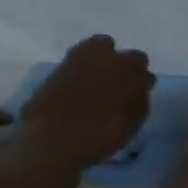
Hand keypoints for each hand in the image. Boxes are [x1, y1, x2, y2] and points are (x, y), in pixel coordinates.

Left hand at [19, 36, 155, 168]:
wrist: (55, 143)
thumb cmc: (106, 131)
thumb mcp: (136, 115)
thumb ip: (140, 93)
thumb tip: (141, 81)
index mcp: (125, 67)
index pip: (137, 58)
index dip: (137, 71)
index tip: (137, 86)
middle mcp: (96, 59)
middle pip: (104, 44)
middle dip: (110, 57)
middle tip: (114, 79)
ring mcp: (67, 66)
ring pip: (82, 54)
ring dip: (91, 66)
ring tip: (95, 88)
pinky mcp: (47, 78)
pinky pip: (67, 70)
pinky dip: (74, 79)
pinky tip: (76, 97)